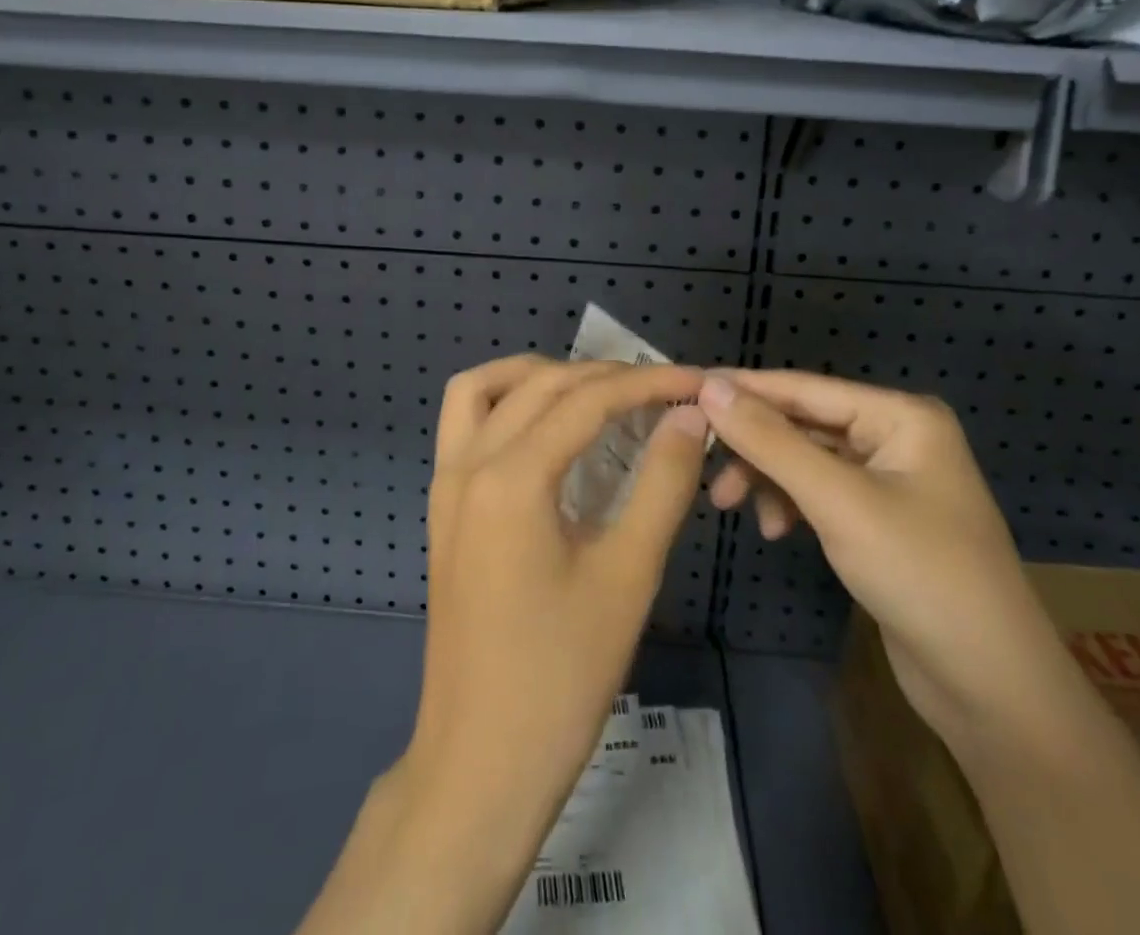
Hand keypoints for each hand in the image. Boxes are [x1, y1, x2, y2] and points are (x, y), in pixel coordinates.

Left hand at [298, 355, 709, 934]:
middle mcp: (468, 464)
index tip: (697, 381)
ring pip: (484, 389)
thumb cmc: (562, 676)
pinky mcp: (442, 507)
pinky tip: (547, 428)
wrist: (481, 763)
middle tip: (663, 391)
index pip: (587, 400)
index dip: (648, 383)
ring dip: (540, 375)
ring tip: (597, 391)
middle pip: (540, 384)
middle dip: (605, 375)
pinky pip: (463, 423)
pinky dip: (505, 402)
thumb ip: (663, 484)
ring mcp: (446, 484)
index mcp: (512, 479)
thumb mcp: (628, 575)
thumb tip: (690, 417)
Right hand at [699, 370, 1074, 751]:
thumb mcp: (837, 502)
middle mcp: (896, 437)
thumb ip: (771, 441)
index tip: (684, 389)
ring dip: (767, 478)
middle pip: (803, 423)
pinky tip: (774, 530)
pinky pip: (819, 493)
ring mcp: (888, 480)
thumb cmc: (920, 575)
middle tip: (700, 459)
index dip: (744, 388)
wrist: (991, 689)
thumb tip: (710, 387)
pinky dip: (791, 504)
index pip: (804, 387)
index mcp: (901, 416)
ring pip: (806, 460)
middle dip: (753, 444)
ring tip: (726, 503)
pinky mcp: (878, 520)